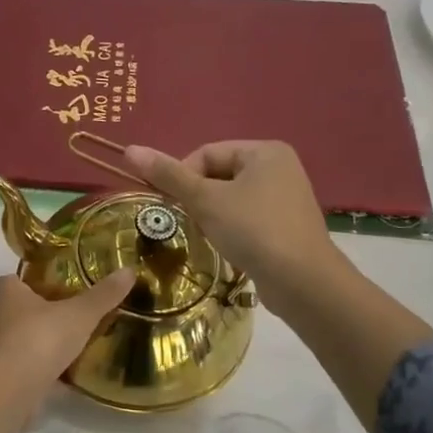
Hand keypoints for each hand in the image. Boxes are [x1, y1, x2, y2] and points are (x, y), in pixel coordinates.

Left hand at [0, 267, 134, 432]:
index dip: (30, 283)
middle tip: (66, 317)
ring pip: (15, 339)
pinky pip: (19, 366)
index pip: (12, 280)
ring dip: (35, 342)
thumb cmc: (40, 338)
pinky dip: (35, 369)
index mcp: (7, 293)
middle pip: (13, 310)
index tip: (54, 289)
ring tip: (66, 346)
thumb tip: (129, 271)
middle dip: (35, 313)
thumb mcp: (80, 314)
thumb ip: (103, 295)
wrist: (11, 388)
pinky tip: (60, 376)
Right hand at [121, 141, 340, 306]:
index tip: (172, 205)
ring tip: (209, 236)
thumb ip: (168, 175)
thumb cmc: (253, 230)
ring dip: (212, 215)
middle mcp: (279, 167)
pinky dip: (231, 228)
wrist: (303, 282)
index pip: (206, 153)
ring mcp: (286, 197)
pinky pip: (247, 217)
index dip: (182, 176)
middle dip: (198, 198)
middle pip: (218, 174)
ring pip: (231, 198)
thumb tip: (129, 149)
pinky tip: (229, 246)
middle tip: (190, 222)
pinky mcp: (287, 224)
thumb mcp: (205, 200)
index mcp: (264, 151)